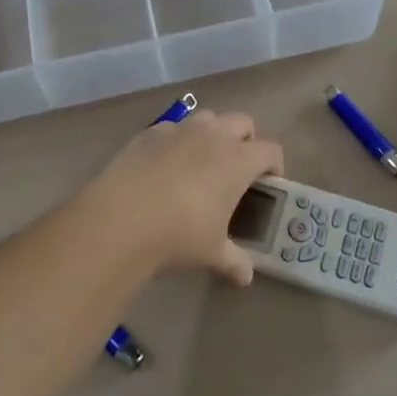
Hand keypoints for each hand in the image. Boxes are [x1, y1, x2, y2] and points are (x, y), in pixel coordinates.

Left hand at [73, 110, 283, 284]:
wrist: (122, 218)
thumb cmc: (180, 234)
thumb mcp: (213, 252)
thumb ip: (234, 261)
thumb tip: (246, 276)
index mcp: (238, 160)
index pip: (270, 150)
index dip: (274, 166)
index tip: (269, 183)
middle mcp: (213, 135)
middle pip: (242, 122)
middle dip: (246, 141)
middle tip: (237, 170)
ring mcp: (180, 129)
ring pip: (208, 118)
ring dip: (213, 133)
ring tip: (202, 163)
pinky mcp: (150, 132)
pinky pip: (173, 128)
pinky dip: (178, 140)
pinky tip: (165, 166)